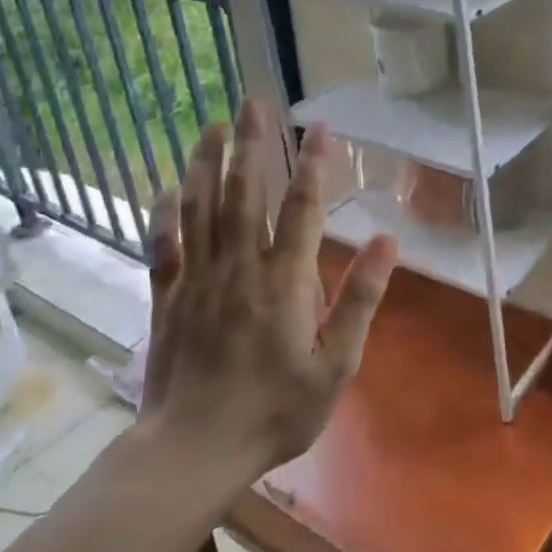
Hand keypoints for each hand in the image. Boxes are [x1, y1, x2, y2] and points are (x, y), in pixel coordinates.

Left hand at [138, 101, 398, 478]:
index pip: (302, 208)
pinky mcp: (167, 296)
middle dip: (252, 143)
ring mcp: (197, 279)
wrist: (193, 451)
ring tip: (213, 125)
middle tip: (253, 100)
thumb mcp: (336, 366)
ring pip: (200, 207)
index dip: (312, 164)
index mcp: (283, 282)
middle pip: (244, 192)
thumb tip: (388, 243)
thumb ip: (359, 301)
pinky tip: (167, 186)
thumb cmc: (275, 411)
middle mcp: (238, 267)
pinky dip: (164, 211)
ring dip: (206, 162)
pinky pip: (163, 244)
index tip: (318, 126)